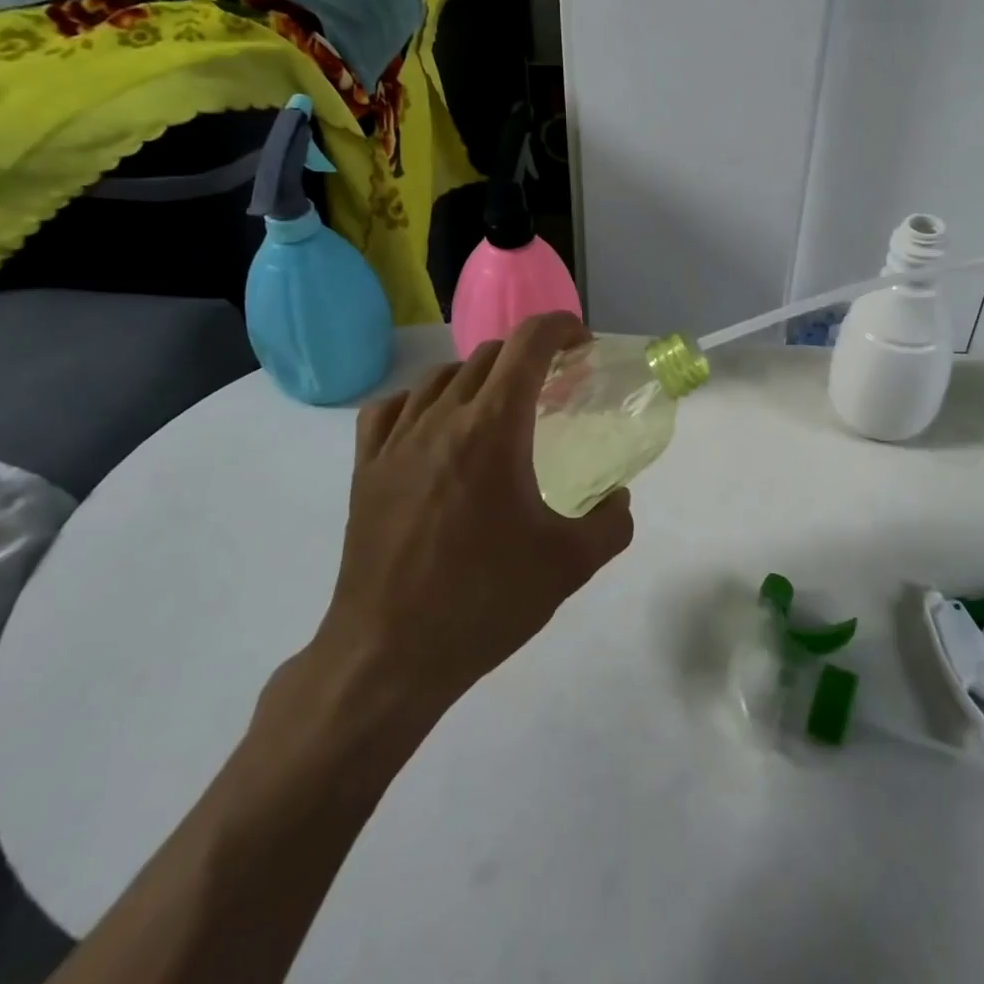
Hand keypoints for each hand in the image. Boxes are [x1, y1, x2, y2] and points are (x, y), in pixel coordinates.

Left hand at [295, 313, 633, 726]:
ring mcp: (396, 441)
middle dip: (527, 355)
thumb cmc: (484, 602)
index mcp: (492, 428)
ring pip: (440, 376)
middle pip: (488, 355)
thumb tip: (619, 499)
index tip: (581, 339)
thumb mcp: (569, 565)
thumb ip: (611, 523)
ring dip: (478, 375)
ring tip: (498, 405)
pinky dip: (421, 400)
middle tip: (552, 382)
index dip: (559, 327)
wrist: (388, 655)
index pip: (527, 345)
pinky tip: (432, 426)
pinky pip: (391, 409)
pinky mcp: (365, 469)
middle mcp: (441, 418)